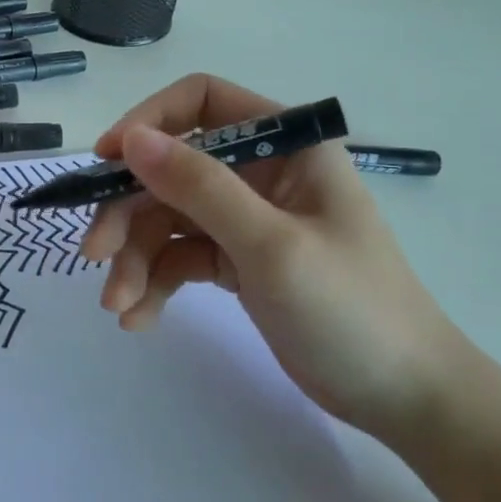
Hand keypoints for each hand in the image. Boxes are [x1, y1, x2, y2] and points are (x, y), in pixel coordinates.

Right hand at [79, 74, 469, 442]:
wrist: (406, 398)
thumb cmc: (352, 310)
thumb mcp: (271, 245)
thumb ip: (200, 187)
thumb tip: (130, 139)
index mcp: (285, 146)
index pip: (201, 103)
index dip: (147, 123)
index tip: (105, 162)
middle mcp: (262, 172)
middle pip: (171, 169)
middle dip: (129, 211)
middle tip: (95, 255)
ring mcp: (247, 217)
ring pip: (168, 217)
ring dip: (135, 258)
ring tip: (119, 306)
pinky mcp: (238, 260)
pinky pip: (181, 256)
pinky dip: (156, 282)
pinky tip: (139, 319)